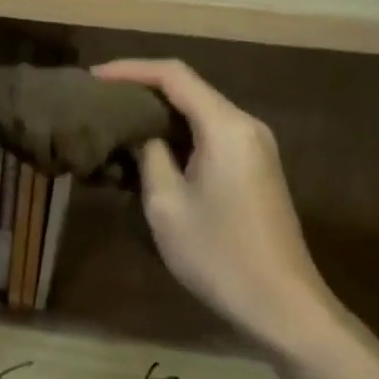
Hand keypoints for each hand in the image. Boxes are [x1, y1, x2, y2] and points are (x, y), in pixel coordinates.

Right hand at [93, 58, 336, 357]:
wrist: (286, 309)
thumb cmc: (220, 256)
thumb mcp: (166, 204)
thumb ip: (148, 153)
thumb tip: (136, 131)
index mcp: (225, 125)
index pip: (172, 74)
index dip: (130, 69)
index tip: (93, 77)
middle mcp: (245, 124)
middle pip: (187, 87)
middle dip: (142, 87)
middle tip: (100, 98)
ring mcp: (255, 144)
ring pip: (199, 109)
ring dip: (159, 110)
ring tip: (118, 118)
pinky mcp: (255, 165)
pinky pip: (211, 131)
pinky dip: (178, 130)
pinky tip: (151, 145)